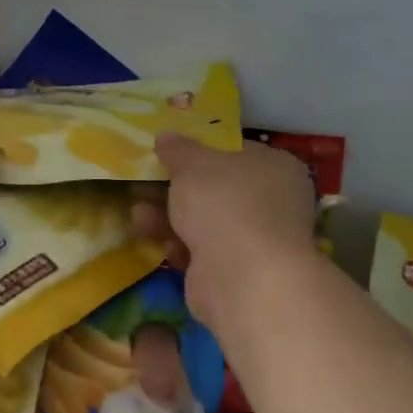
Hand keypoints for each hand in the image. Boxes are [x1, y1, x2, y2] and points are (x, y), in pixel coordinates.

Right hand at [135, 133, 318, 325]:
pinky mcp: (237, 271)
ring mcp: (256, 239)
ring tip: (137, 216)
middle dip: (174, 189)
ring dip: (168, 217)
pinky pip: (202, 251)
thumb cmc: (224, 204)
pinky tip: (158, 243)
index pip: (234, 152)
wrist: (242, 277)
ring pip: (204, 221)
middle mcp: (272, 202)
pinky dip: (179, 245)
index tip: (166, 154)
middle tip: (141, 185)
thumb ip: (178, 149)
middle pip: (214, 189)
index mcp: (274, 167)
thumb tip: (167, 136)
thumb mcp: (193, 164)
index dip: (198, 151)